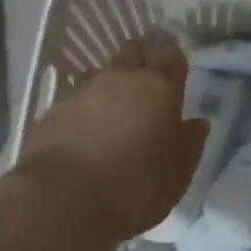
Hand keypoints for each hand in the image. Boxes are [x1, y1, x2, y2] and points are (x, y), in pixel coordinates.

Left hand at [15, 35, 209, 248]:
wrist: (63, 199)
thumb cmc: (135, 184)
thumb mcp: (178, 172)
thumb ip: (190, 142)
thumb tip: (198, 122)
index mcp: (158, 87)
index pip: (170, 55)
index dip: (174, 56)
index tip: (175, 62)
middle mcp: (120, 79)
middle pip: (131, 51)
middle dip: (140, 57)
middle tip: (146, 78)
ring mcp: (83, 91)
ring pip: (101, 74)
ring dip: (110, 85)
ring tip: (114, 108)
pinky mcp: (53, 111)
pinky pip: (76, 100)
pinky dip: (84, 110)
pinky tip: (85, 132)